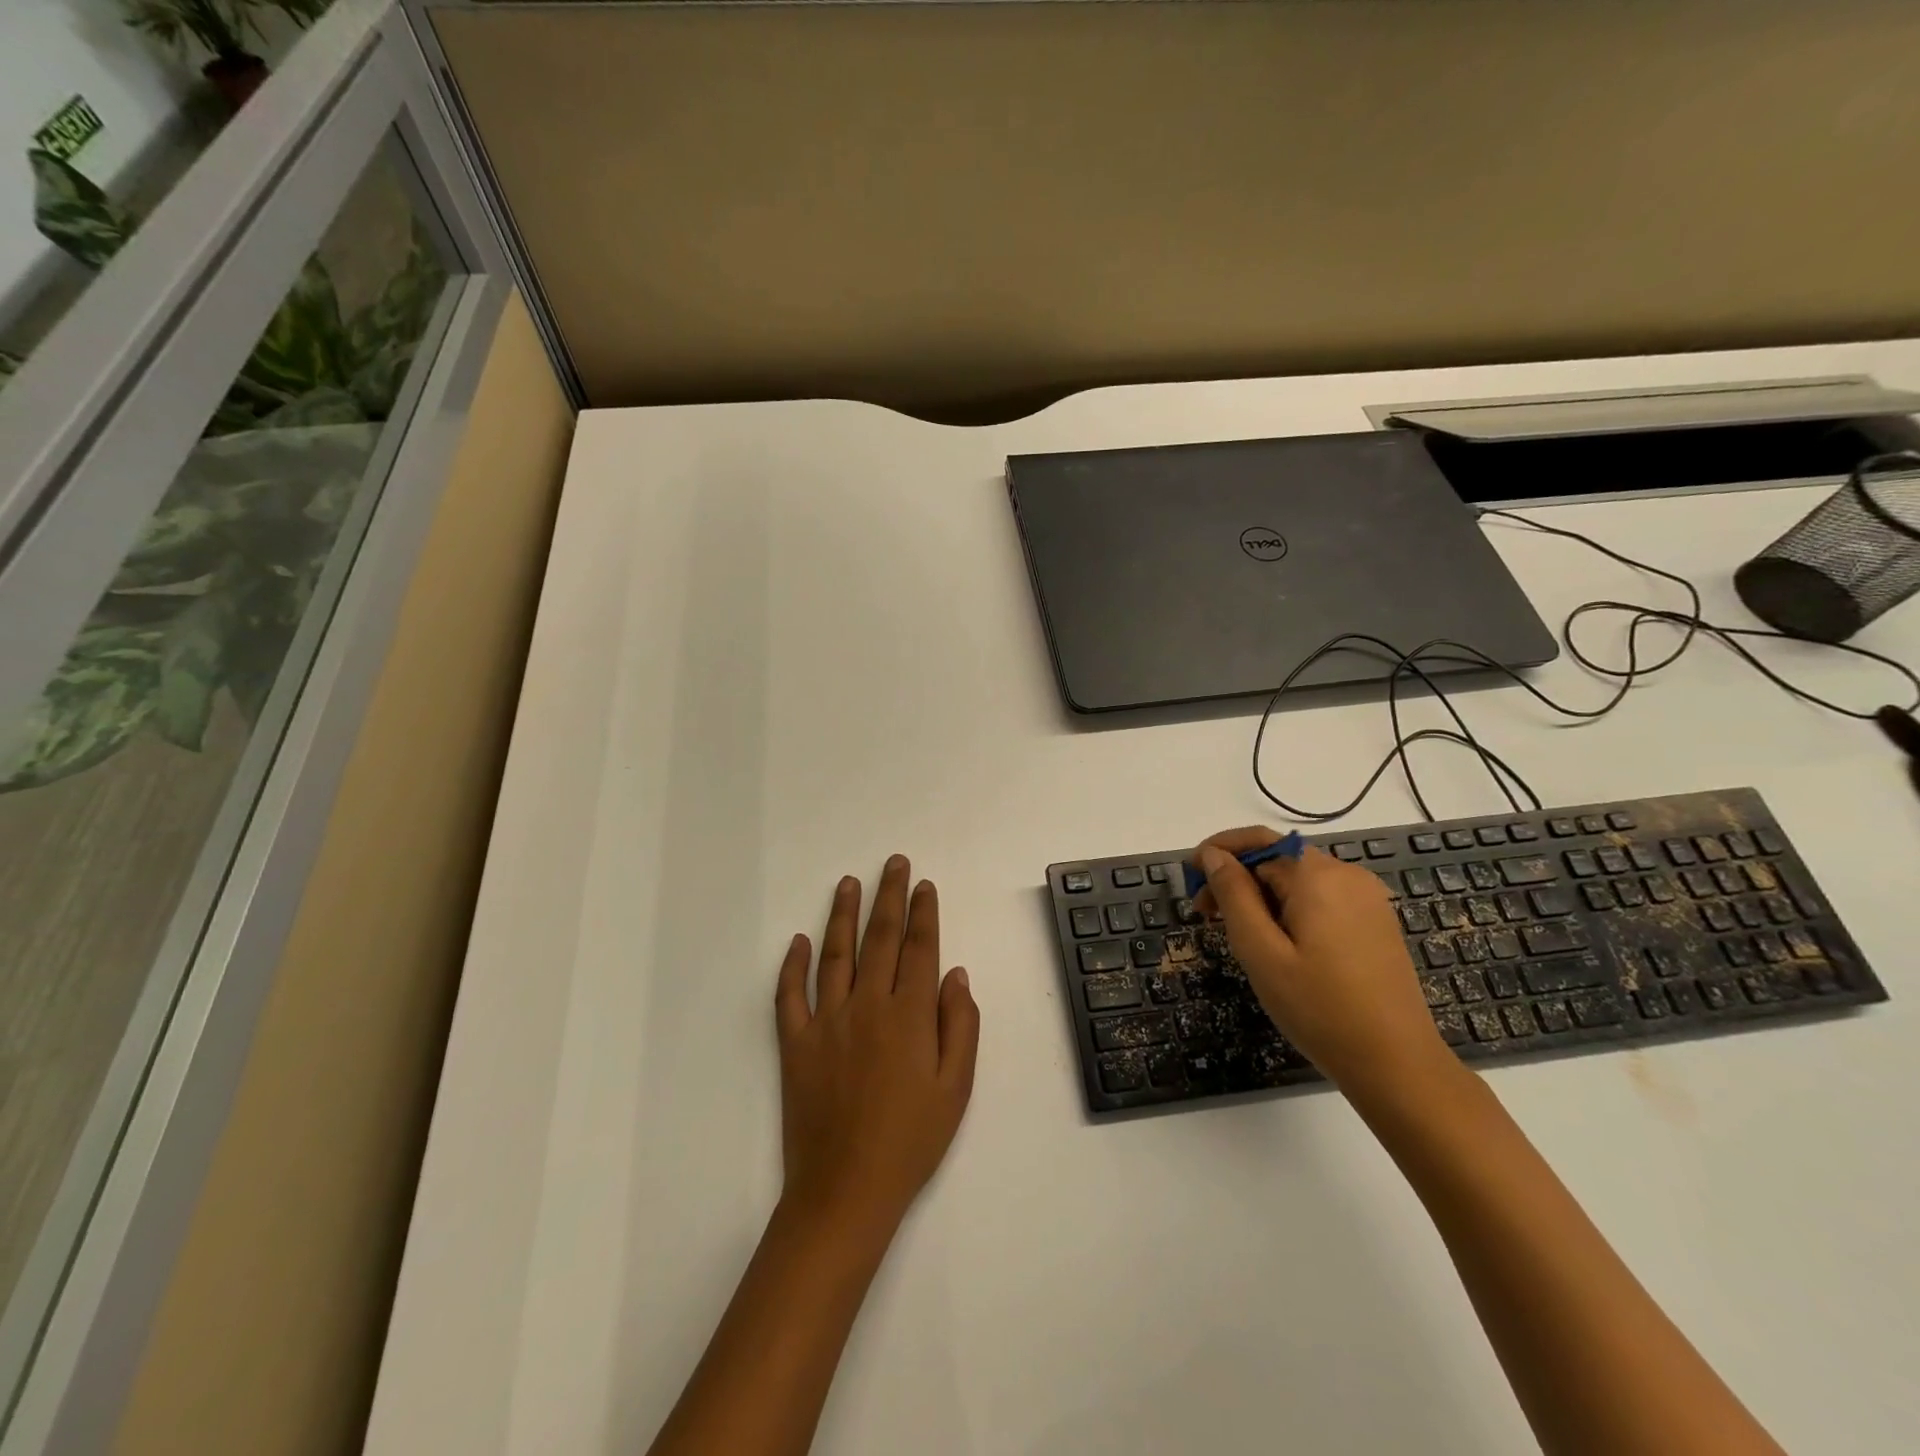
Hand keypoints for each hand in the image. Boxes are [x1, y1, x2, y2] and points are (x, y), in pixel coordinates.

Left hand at [775, 856, 979, 1231]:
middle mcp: (867, 1006)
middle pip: (881, 938)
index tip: (925, 885)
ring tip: (849, 882)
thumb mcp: (956, 1088)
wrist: (846, 1191)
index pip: (920, 948)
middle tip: (894, 863)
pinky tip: (798, 940)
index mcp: (909, 1015)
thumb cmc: (911, 1141)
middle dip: (890, 896)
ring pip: (835, 954)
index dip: (924, 913)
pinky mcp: (795, 1044)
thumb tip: (955, 973)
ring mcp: (826, 1022)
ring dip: (843, 914)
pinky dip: (792, 965)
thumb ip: (960, 1025)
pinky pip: (789, 995)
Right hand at [1193, 828, 1450, 1093]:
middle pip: (1277, 859)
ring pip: (1297, 880)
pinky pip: (1320, 899)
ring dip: (1261, 896)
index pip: (1257, 841)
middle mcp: (1346, 875)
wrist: (1397, 1065)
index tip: (1189, 879)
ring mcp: (1366, 898)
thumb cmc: (1319, 1008)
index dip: (1217, 852)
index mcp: (1317, 875)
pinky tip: (1279, 945)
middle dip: (1237, 878)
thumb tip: (1212, 854)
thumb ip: (1233, 894)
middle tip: (1206, 917)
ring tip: (1240, 937)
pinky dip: (1289, 909)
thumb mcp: (1260, 951)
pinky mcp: (1374, 922)